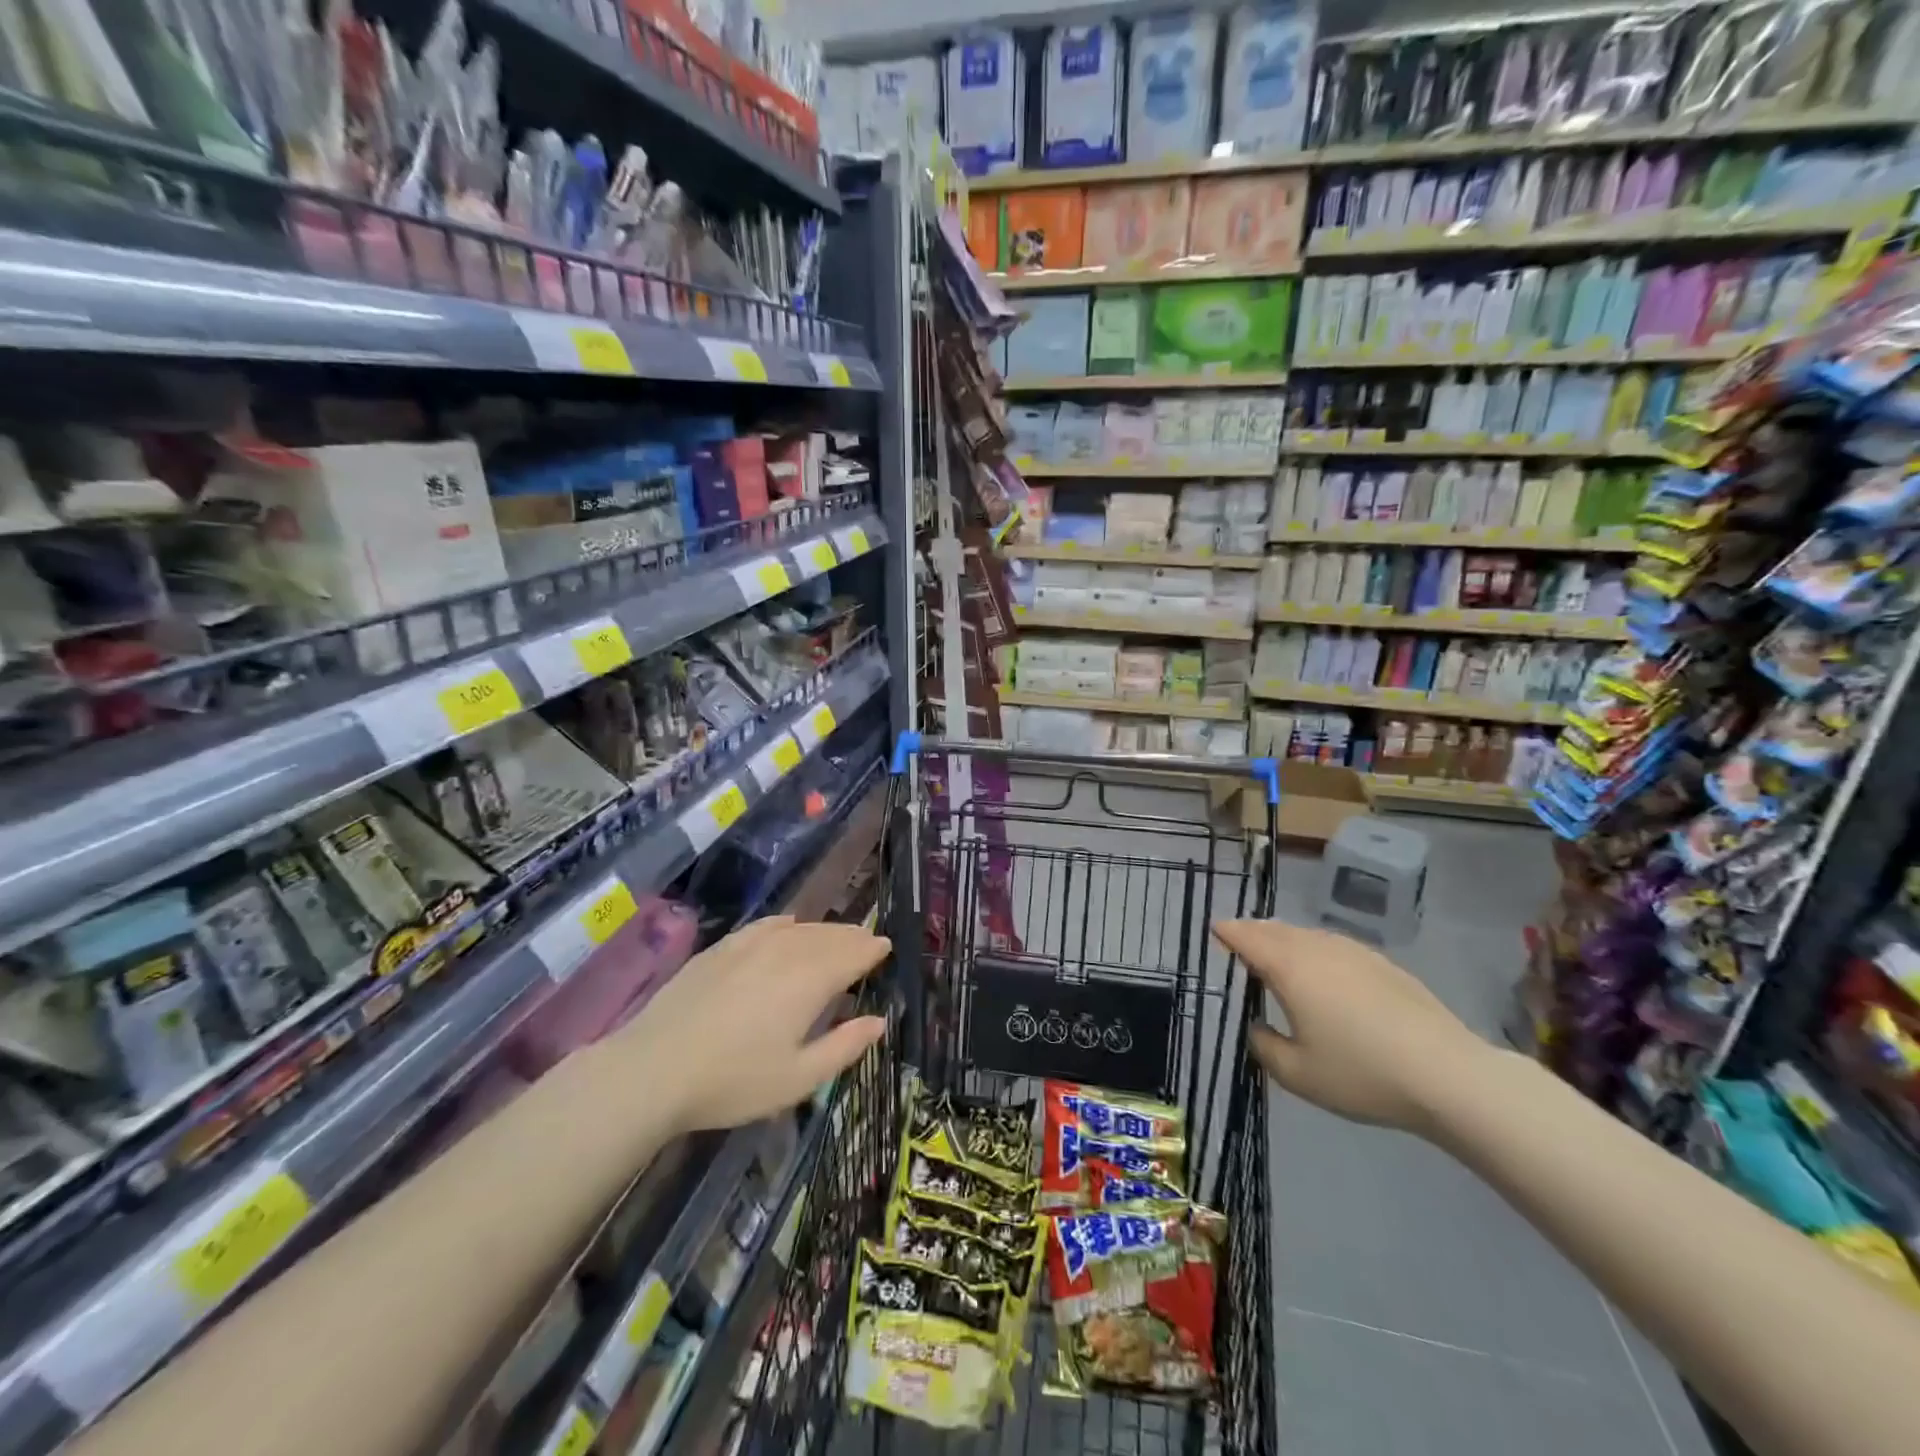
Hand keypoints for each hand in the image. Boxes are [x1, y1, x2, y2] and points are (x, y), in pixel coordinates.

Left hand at [615, 916, 889, 1134]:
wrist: (652, 1069)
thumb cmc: (733, 1081)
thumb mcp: (798, 1078)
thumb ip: (844, 1047)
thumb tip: (878, 1021)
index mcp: (810, 980)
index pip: (853, 954)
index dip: (872, 949)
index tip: (886, 947)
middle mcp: (786, 951)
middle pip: (829, 935)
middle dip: (852, 937)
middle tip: (868, 941)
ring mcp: (750, 945)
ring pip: (799, 928)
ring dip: (824, 930)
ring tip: (836, 936)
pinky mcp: (721, 949)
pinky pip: (765, 925)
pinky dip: (786, 924)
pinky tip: (788, 925)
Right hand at [1214, 919, 1490, 1134]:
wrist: (1448, 1075)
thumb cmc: (1362, 1073)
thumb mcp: (1298, 1074)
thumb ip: (1265, 1047)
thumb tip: (1258, 1027)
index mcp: (1289, 968)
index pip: (1247, 938)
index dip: (1227, 932)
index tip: (1214, 931)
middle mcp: (1317, 948)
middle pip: (1276, 930)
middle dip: (1253, 932)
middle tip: (1238, 941)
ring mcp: (1354, 952)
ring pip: (1306, 935)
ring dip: (1284, 940)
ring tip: (1276, 955)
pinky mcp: (1382, 964)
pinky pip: (1333, 946)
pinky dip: (1315, 950)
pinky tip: (1324, 974)